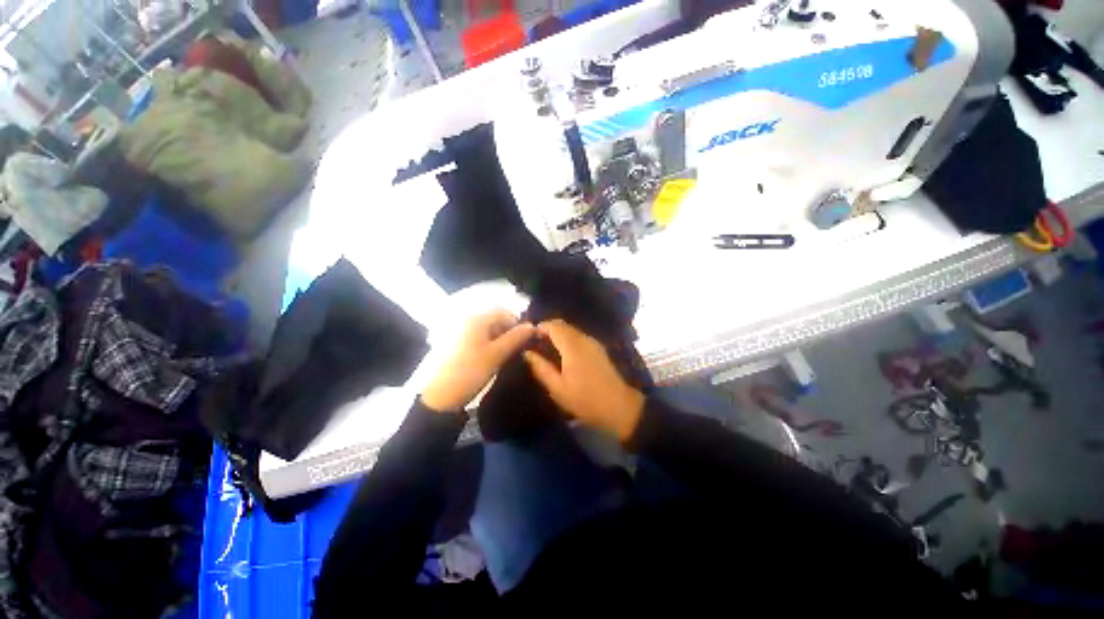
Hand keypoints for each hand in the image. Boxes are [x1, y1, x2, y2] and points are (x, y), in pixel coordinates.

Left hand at [421, 310, 535, 412]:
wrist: (436, 398)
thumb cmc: (469, 371)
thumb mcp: (497, 354)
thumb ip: (517, 338)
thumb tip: (533, 326)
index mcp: (476, 318)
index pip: (504, 313)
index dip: (518, 325)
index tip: (527, 341)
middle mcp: (466, 320)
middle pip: (495, 321)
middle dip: (509, 333)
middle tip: (517, 351)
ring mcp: (458, 332)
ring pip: (487, 332)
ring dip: (499, 341)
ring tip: (505, 357)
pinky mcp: (453, 345)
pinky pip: (477, 339)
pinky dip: (487, 346)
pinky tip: (490, 360)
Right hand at [523, 319, 644, 441]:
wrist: (618, 406)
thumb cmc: (584, 399)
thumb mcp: (557, 388)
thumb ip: (541, 368)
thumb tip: (527, 353)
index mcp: (572, 345)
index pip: (553, 325)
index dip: (539, 328)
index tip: (528, 339)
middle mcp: (583, 338)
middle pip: (562, 325)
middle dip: (547, 330)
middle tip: (536, 345)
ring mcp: (593, 342)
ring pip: (571, 330)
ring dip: (558, 335)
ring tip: (546, 351)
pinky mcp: (598, 348)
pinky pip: (579, 337)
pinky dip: (567, 340)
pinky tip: (563, 356)